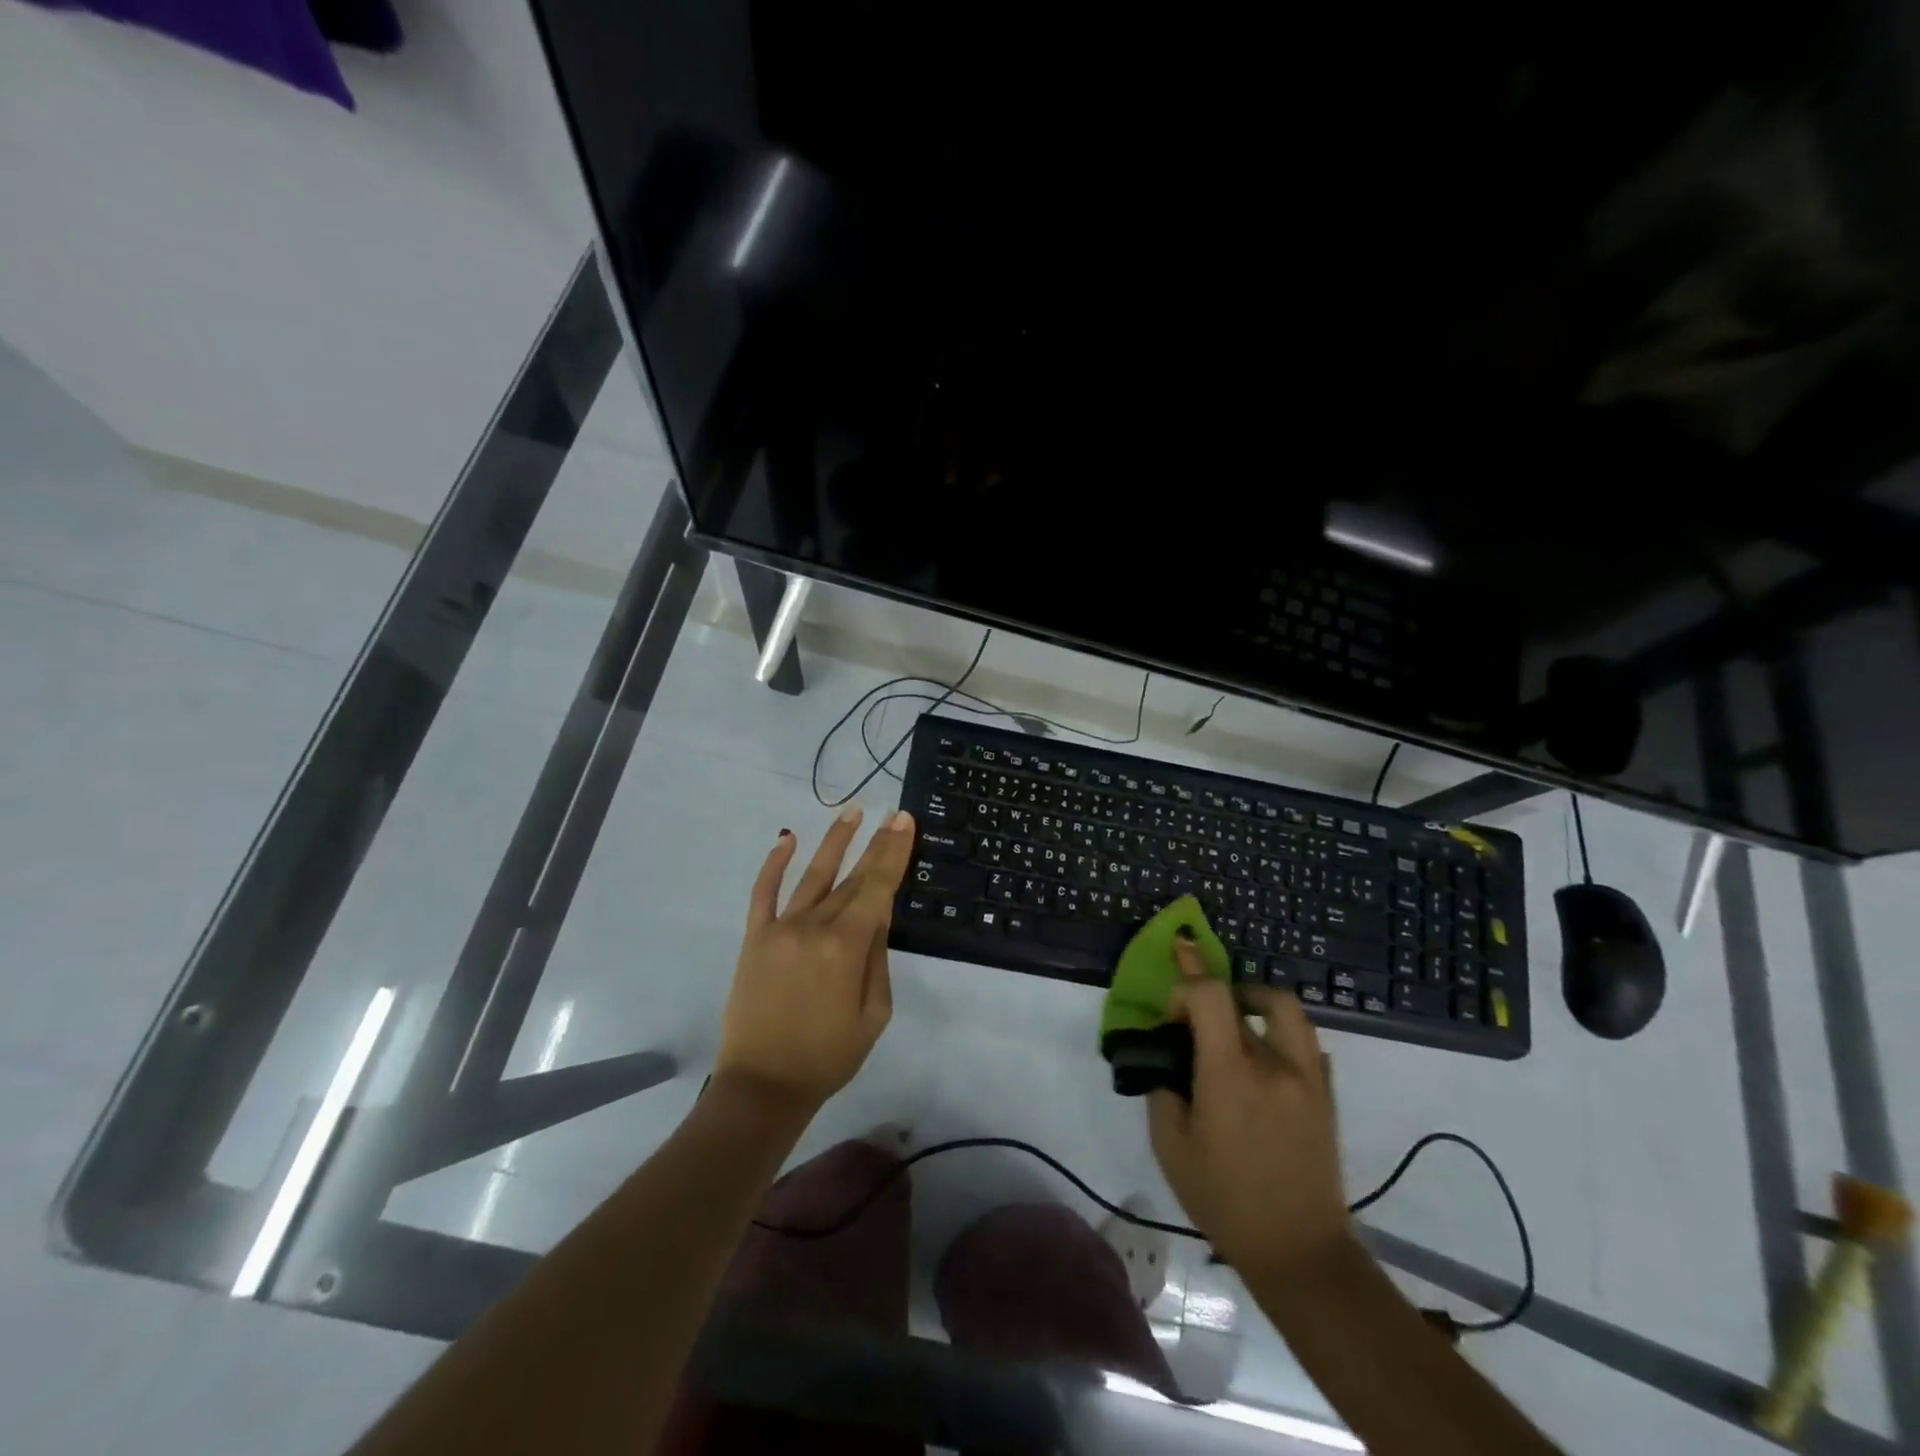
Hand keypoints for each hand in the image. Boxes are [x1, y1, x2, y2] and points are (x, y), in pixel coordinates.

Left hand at [715, 807, 915, 1113]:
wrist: (762, 1086)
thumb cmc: (828, 1056)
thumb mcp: (873, 1014)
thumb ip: (877, 959)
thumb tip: (879, 915)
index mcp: (846, 946)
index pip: (877, 887)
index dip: (893, 852)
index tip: (905, 821)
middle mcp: (814, 926)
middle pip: (851, 877)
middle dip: (876, 844)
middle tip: (892, 815)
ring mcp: (780, 928)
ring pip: (812, 874)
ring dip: (834, 841)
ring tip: (852, 812)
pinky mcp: (755, 938)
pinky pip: (764, 892)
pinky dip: (774, 864)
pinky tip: (787, 839)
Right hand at [1147, 935, 1351, 1276]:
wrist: (1300, 1251)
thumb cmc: (1225, 1200)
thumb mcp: (1171, 1147)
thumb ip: (1163, 1090)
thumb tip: (1167, 1060)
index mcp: (1230, 1074)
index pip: (1209, 994)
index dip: (1185, 984)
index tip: (1171, 1015)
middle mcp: (1273, 1063)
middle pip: (1242, 996)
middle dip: (1210, 994)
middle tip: (1193, 1010)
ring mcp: (1307, 1076)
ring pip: (1284, 1007)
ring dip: (1253, 998)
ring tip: (1235, 1014)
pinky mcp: (1325, 1093)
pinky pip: (1305, 1040)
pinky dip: (1280, 1031)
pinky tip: (1263, 1057)